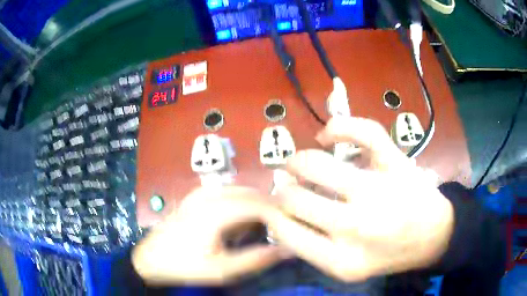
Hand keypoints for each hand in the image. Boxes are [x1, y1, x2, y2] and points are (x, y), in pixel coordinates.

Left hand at [132, 186, 291, 284]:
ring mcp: (202, 192)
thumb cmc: (185, 265)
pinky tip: (244, 220)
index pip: (260, 204)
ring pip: (242, 191)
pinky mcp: (197, 196)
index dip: (281, 214)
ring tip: (267, 226)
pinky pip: (229, 193)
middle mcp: (211, 194)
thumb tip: (288, 250)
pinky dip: (243, 204)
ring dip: (258, 205)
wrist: (152, 258)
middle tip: (283, 227)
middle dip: (271, 208)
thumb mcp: (223, 270)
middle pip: (252, 194)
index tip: (293, 227)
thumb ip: (256, 259)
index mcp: (217, 210)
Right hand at [265, 117, 453, 281]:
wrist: (433, 237)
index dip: (270, 214)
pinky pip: (363, 132)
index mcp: (340, 260)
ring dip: (298, 160)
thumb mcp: (346, 268)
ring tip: (299, 163)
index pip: (282, 230)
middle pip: (293, 197)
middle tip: (287, 186)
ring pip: (316, 163)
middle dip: (282, 189)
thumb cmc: (389, 254)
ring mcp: (379, 191)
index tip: (273, 207)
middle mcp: (357, 228)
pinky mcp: (397, 163)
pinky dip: (338, 126)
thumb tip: (278, 218)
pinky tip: (328, 134)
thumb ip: (311, 249)